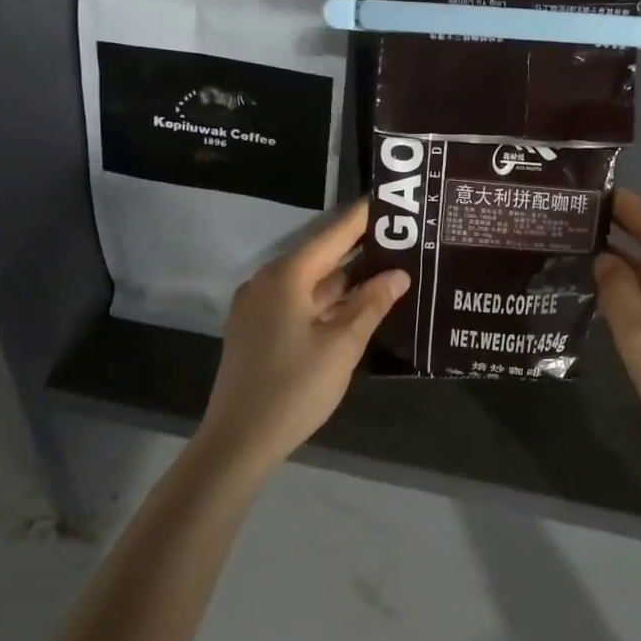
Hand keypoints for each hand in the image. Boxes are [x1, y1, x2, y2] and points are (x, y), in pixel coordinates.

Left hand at [197, 200, 409, 477]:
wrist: (238, 441)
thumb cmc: (294, 387)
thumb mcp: (342, 345)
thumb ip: (371, 304)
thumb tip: (399, 274)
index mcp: (287, 275)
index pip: (334, 233)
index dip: (364, 217)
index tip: (392, 199)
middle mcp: (268, 281)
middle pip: (321, 255)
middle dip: (360, 248)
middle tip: (402, 237)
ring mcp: (259, 306)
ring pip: (311, 281)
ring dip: (346, 277)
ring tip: (389, 267)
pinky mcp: (257, 328)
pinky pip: (299, 300)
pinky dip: (328, 298)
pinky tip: (357, 303)